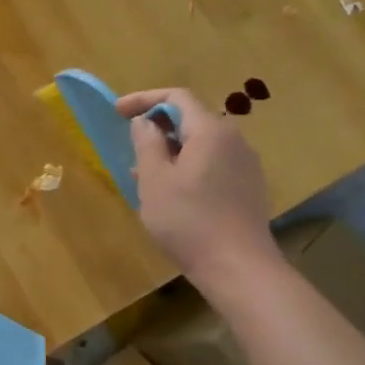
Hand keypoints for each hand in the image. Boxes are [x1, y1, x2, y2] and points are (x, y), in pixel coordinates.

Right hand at [116, 88, 279, 293]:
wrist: (238, 267)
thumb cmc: (188, 220)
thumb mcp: (154, 180)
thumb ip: (147, 144)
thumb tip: (145, 122)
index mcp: (211, 132)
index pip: (177, 97)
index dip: (144, 99)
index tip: (117, 112)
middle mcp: (234, 140)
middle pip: (191, 119)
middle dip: (157, 128)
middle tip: (129, 147)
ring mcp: (245, 165)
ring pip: (200, 145)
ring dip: (169, 151)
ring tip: (143, 176)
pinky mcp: (248, 187)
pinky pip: (212, 164)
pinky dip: (187, 168)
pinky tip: (171, 195)